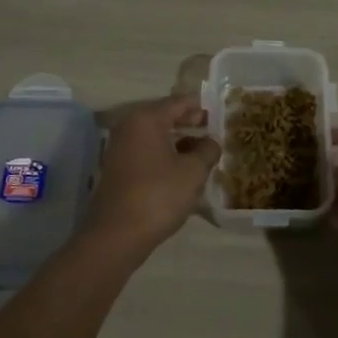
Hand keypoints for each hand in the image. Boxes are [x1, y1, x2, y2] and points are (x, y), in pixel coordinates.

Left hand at [83, 95, 220, 262]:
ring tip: (204, 152)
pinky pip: (148, 152)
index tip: (221, 111)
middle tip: (215, 131)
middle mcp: (130, 126)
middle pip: (166, 117)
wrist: (117, 235)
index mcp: (147, 118)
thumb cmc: (159, 195)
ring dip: (180, 141)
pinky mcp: (119, 169)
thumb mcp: (193, 171)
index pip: (180, 102)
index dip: (202, 106)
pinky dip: (166, 155)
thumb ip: (207, 150)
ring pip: (157, 136)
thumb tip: (212, 142)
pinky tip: (184, 170)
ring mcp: (121, 148)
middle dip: (191, 123)